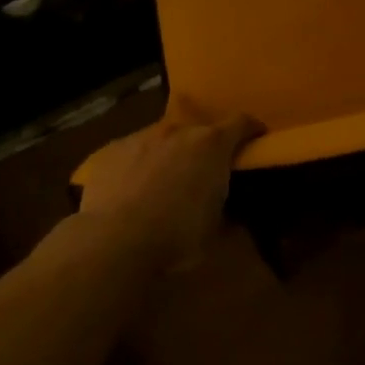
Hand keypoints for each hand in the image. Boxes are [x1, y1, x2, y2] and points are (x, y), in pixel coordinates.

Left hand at [77, 100, 261, 266]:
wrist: (112, 241)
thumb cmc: (175, 237)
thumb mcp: (214, 231)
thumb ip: (225, 210)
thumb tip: (230, 211)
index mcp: (211, 145)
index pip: (241, 123)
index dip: (251, 130)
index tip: (256, 140)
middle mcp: (177, 131)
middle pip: (198, 130)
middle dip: (205, 147)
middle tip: (204, 173)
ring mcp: (140, 137)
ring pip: (163, 139)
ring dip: (169, 154)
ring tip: (163, 183)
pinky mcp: (109, 150)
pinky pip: (132, 152)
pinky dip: (138, 165)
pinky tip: (130, 191)